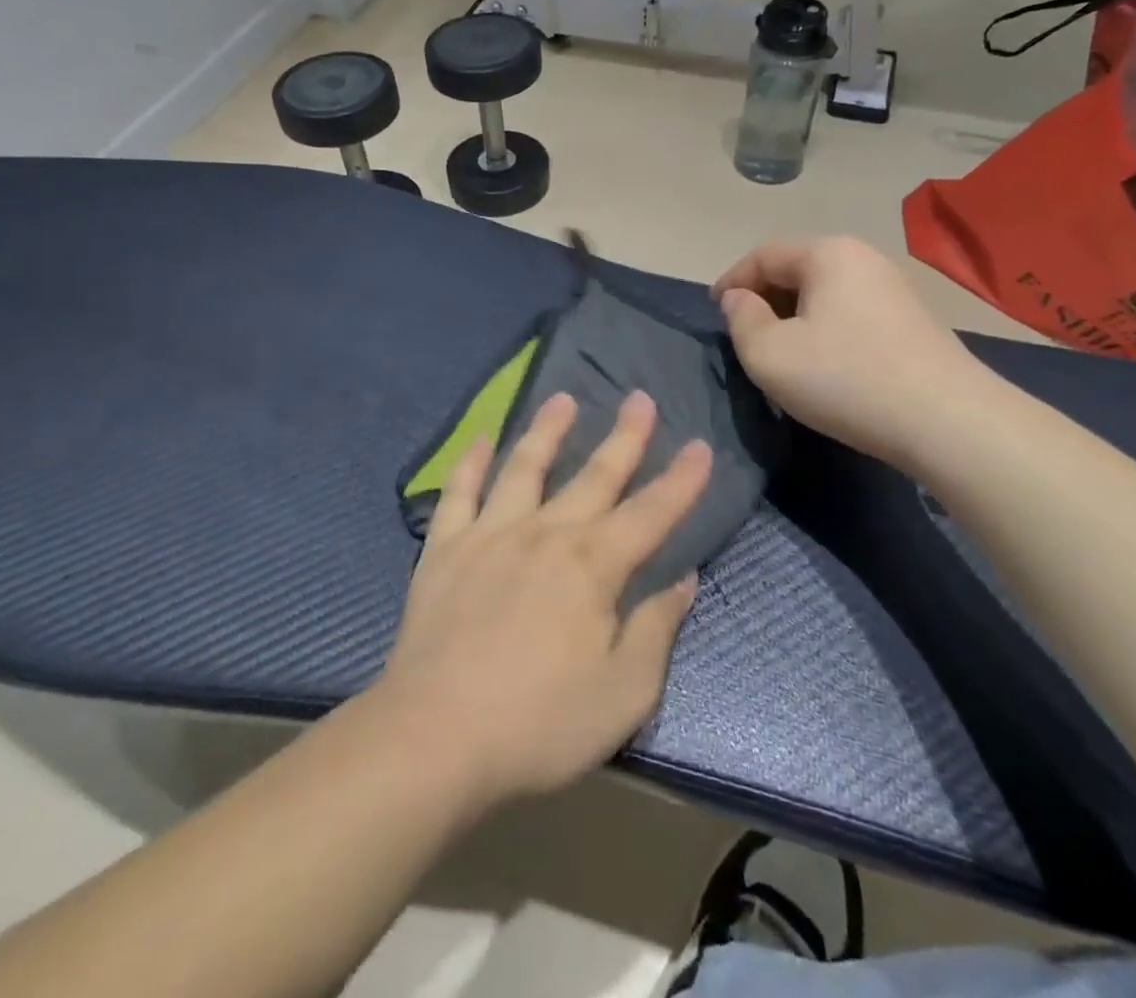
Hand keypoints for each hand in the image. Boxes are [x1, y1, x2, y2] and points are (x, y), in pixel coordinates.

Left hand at [377, 390, 708, 809]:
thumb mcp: (623, 694)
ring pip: (526, 466)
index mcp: (593, 566)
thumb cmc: (539, 723)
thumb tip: (684, 580)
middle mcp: (546, 533)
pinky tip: (482, 438)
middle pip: (595, 475)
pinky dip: (472, 461)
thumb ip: (656, 630)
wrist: (435, 737)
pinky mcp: (445, 546)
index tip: (700, 445)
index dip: (681, 480)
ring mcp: (490, 533)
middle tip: (641, 398)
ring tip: (564, 398)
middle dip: (624, 436)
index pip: (651, 513)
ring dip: (548, 430)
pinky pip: (459, 491)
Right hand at [713, 236, 988, 466]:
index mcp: (827, 254)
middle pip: (796, 268)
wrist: (948, 422)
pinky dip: (824, 327)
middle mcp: (863, 258)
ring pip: (825, 292)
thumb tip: (740, 299)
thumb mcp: (769, 354)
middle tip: (743, 333)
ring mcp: (894, 288)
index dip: (732, 281)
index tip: (713, 311)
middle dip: (763, 297)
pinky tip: (822, 362)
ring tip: (779, 350)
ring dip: (793, 315)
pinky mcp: (912, 320)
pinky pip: (850, 311)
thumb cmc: (845, 379)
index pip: (763, 255)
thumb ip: (741, 319)